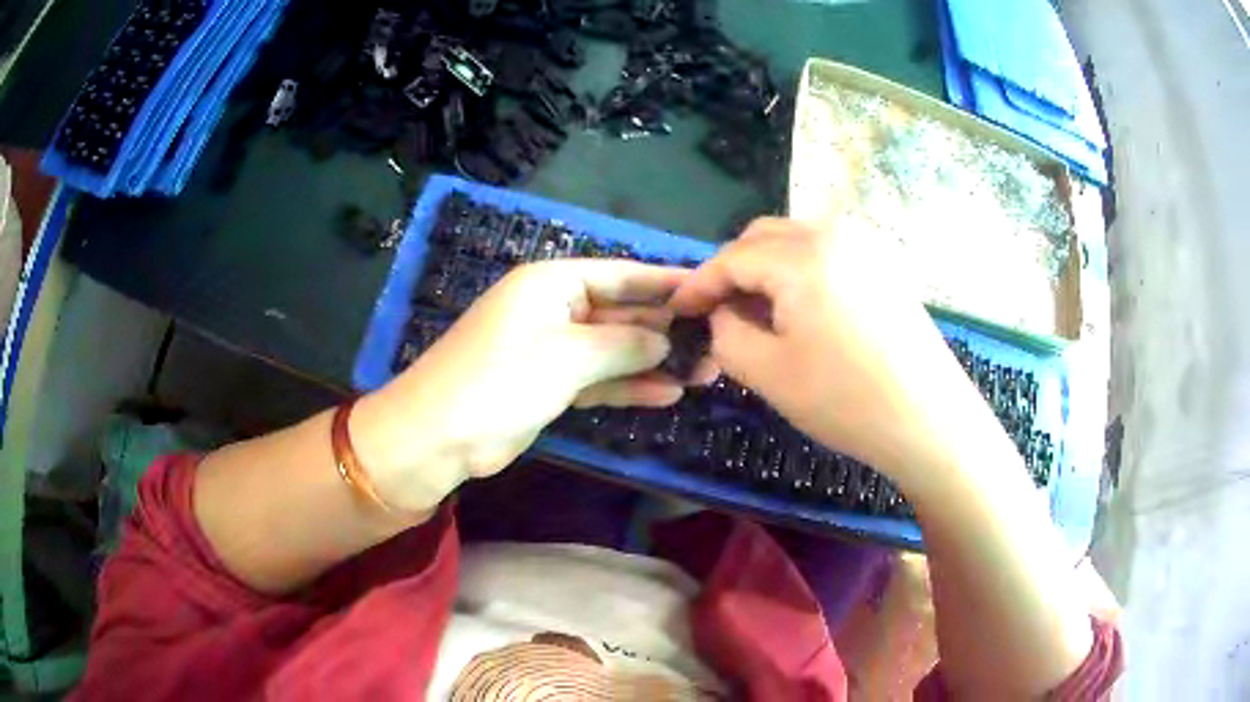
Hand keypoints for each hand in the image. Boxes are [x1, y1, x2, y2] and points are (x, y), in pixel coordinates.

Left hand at [353, 259, 714, 511]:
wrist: (439, 436)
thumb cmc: (502, 379)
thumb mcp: (570, 355)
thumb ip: (625, 343)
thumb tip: (666, 338)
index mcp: (552, 283)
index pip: (621, 274)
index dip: (666, 282)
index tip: (709, 291)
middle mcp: (553, 309)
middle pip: (621, 312)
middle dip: (667, 328)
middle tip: (717, 343)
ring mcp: (551, 349)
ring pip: (613, 350)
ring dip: (655, 361)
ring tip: (705, 373)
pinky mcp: (548, 385)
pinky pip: (598, 379)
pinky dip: (629, 386)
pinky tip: (668, 394)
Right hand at [670, 217, 972, 478]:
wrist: (930, 420)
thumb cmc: (847, 400)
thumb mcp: (767, 373)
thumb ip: (725, 333)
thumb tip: (722, 313)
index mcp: (803, 255)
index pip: (733, 257)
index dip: (698, 283)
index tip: (677, 309)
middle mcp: (836, 233)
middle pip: (764, 237)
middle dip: (733, 270)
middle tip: (718, 313)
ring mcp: (867, 246)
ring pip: (797, 243)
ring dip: (767, 270)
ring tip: (759, 315)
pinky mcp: (886, 266)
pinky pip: (828, 255)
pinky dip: (801, 274)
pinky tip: (802, 312)